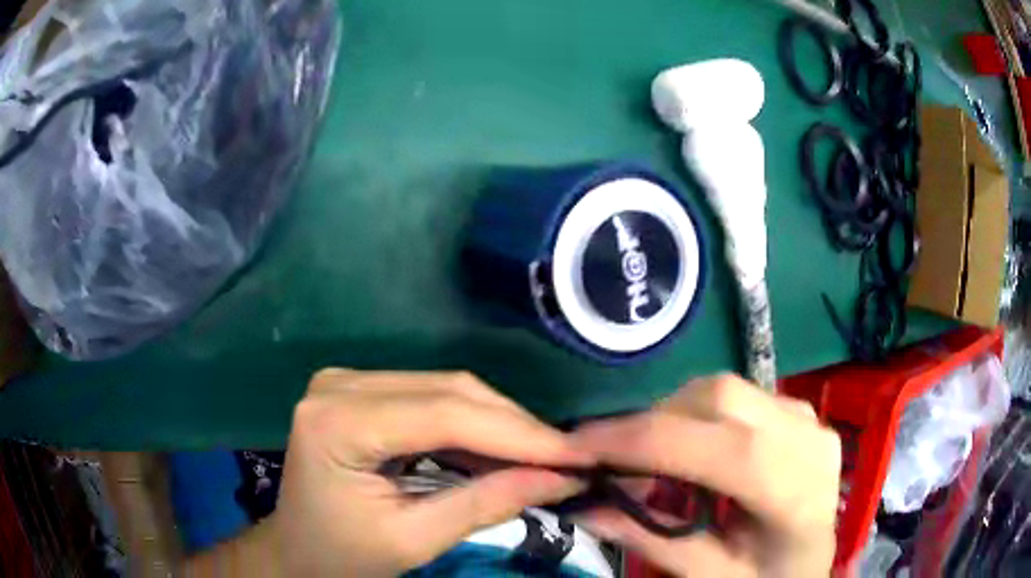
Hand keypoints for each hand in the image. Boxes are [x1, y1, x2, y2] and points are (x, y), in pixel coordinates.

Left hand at [270, 369, 592, 576]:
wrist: (298, 550)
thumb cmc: (343, 556)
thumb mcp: (412, 541)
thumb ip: (484, 505)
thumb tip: (560, 478)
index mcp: (337, 423)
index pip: (443, 415)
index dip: (516, 434)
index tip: (576, 455)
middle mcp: (340, 384)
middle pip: (448, 390)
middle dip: (514, 426)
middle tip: (566, 458)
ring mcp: (349, 381)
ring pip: (447, 388)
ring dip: (499, 423)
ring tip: (544, 456)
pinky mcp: (361, 391)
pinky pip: (431, 397)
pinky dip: (473, 424)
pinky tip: (503, 449)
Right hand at [571, 375, 840, 576]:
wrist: (810, 562)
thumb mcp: (709, 575)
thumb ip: (651, 540)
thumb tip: (582, 506)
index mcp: (799, 496)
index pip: (724, 451)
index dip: (645, 442)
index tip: (579, 447)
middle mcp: (812, 441)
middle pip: (722, 401)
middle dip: (652, 424)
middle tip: (609, 460)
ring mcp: (810, 417)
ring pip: (725, 389)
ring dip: (672, 417)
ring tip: (648, 459)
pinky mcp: (799, 408)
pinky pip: (736, 394)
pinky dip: (696, 415)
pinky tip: (689, 450)